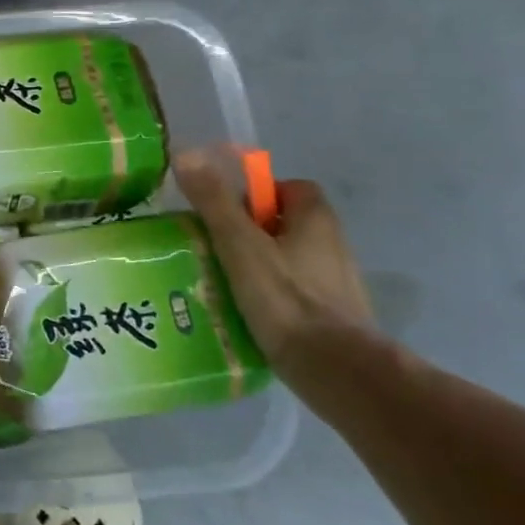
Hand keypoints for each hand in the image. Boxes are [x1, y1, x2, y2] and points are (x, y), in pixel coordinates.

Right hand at [175, 151, 378, 384]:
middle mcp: (333, 245)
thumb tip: (186, 152)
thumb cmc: (287, 299)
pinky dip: (271, 296)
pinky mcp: (332, 318)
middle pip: (287, 224)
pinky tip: (244, 311)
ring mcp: (336, 284)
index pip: (291, 188)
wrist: (338, 371)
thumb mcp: (239, 244)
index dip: (258, 193)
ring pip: (289, 260)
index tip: (226, 212)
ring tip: (220, 280)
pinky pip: (294, 293)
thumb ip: (213, 201)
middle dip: (251, 231)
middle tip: (213, 245)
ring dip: (258, 265)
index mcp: (316, 221)